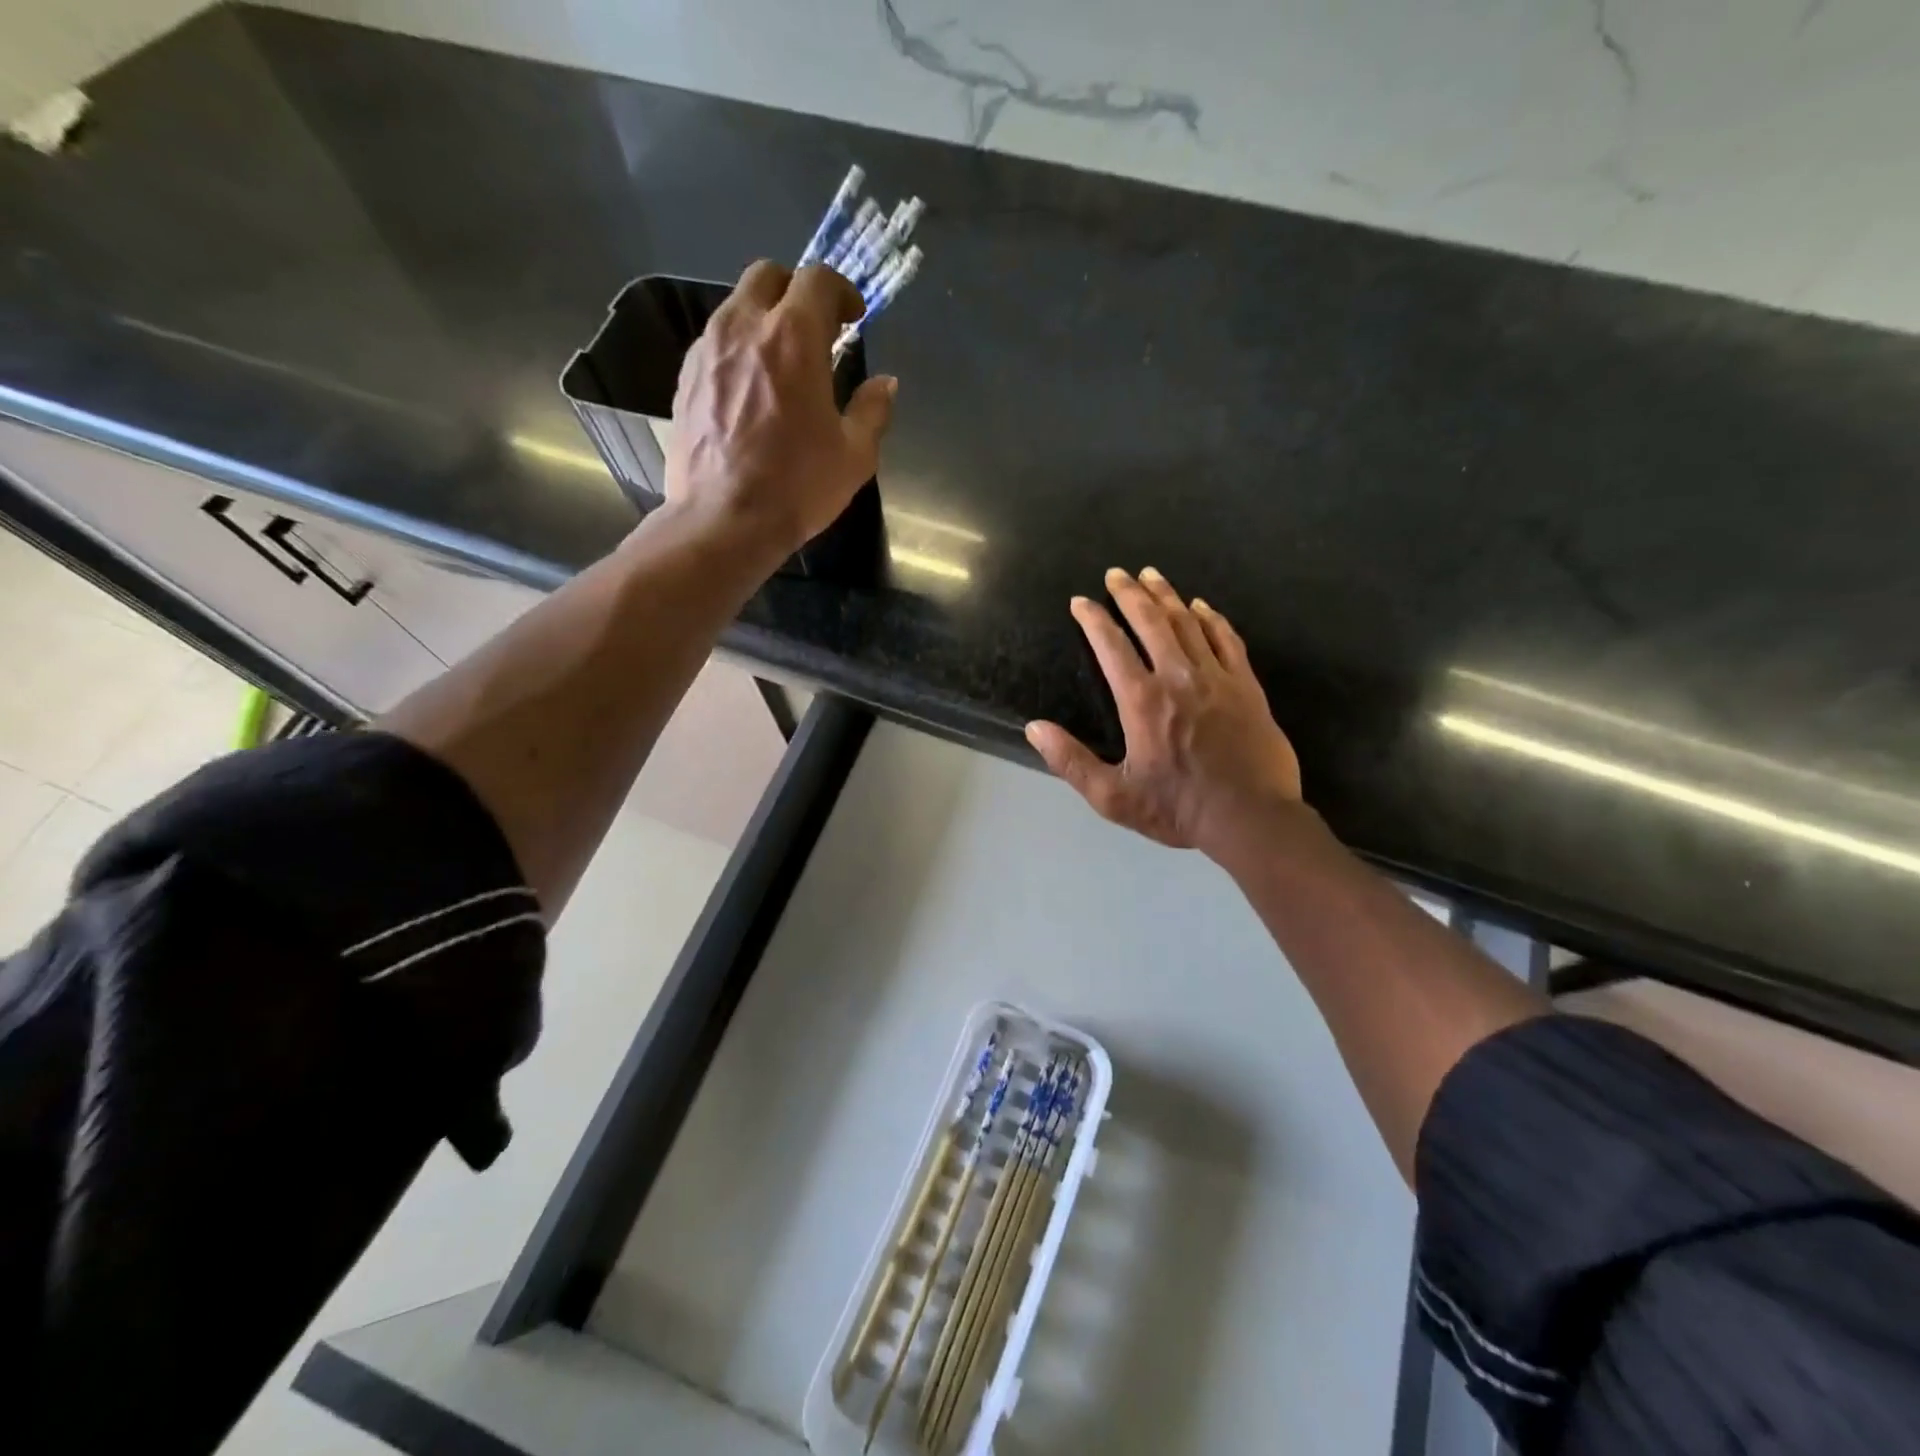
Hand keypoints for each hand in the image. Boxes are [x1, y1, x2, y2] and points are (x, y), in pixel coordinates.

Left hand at [668, 260, 896, 553]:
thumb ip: (872, 410)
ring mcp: (707, 349)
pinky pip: (715, 342)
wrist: (723, 520)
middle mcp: (745, 326)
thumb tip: (885, 384)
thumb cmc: (797, 486)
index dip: (841, 291)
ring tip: (780, 362)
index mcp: (794, 337)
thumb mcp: (854, 455)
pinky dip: (738, 350)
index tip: (853, 318)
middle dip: (796, 292)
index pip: (818, 279)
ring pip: (737, 306)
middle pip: (768, 276)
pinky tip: (749, 390)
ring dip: (764, 320)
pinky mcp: (685, 377)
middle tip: (815, 331)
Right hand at [1027, 567, 1304, 857]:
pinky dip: (1212, 618)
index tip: (1080, 601)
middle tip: (1116, 573)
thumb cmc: (1178, 808)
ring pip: (1188, 623)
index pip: (1111, 646)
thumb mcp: (1113, 796)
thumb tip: (1034, 728)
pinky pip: (1227, 639)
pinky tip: (1202, 606)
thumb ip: (1071, 761)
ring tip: (1152, 575)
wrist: (1251, 818)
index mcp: (1142, 701)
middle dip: (1130, 594)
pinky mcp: (1246, 686)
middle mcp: (1178, 677)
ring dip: (1167, 596)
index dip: (1093, 619)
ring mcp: (1217, 678)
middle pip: (1151, 622)